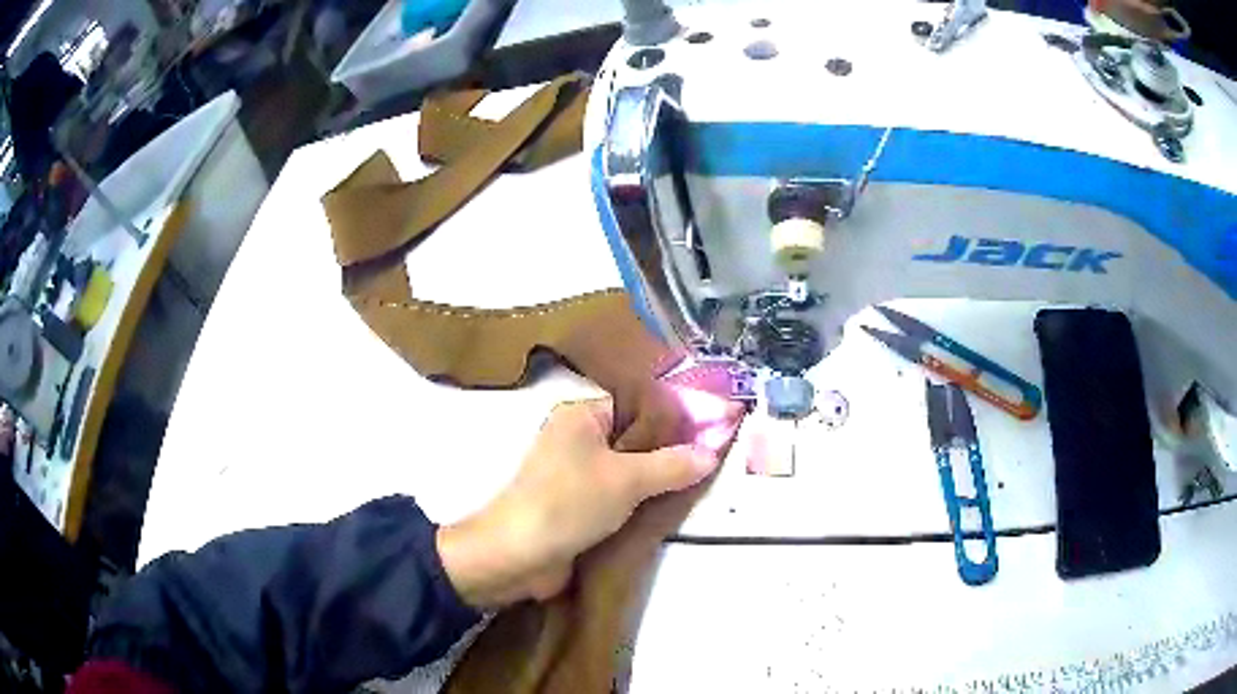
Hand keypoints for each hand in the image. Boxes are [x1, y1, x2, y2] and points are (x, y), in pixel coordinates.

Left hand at [437, 395, 740, 608]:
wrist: (518, 556)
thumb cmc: (569, 503)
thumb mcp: (628, 480)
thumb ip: (672, 465)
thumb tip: (713, 452)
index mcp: (580, 415)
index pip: (636, 404)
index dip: (673, 415)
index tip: (710, 429)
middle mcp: (575, 437)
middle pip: (633, 437)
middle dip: (668, 450)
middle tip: (709, 459)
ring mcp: (573, 473)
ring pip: (625, 468)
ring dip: (654, 479)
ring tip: (698, 482)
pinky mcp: (575, 504)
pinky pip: (615, 494)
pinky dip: (638, 500)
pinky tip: (669, 506)